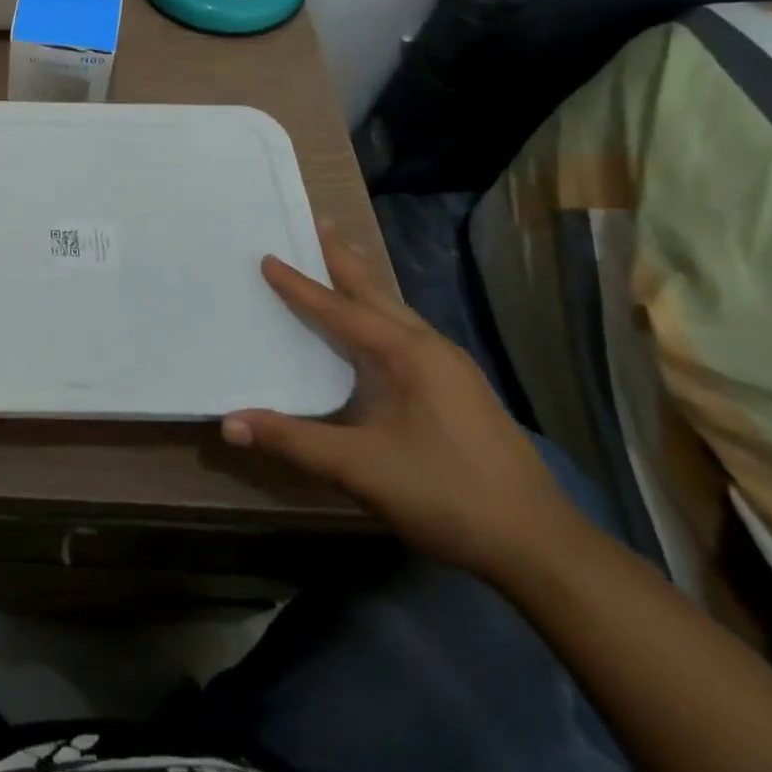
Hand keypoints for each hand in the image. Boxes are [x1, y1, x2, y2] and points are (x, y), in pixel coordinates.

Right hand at [222, 221, 579, 580]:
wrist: (543, 549)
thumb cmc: (449, 496)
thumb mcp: (362, 469)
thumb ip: (294, 441)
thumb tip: (228, 422)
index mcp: (408, 354)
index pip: (341, 310)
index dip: (300, 286)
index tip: (267, 257)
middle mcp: (431, 349)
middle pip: (376, 293)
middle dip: (344, 258)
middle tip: (317, 223)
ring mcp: (452, 369)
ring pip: (396, 311)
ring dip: (364, 284)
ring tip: (342, 259)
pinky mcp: (460, 390)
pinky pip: (407, 333)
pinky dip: (379, 313)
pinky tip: (375, 327)